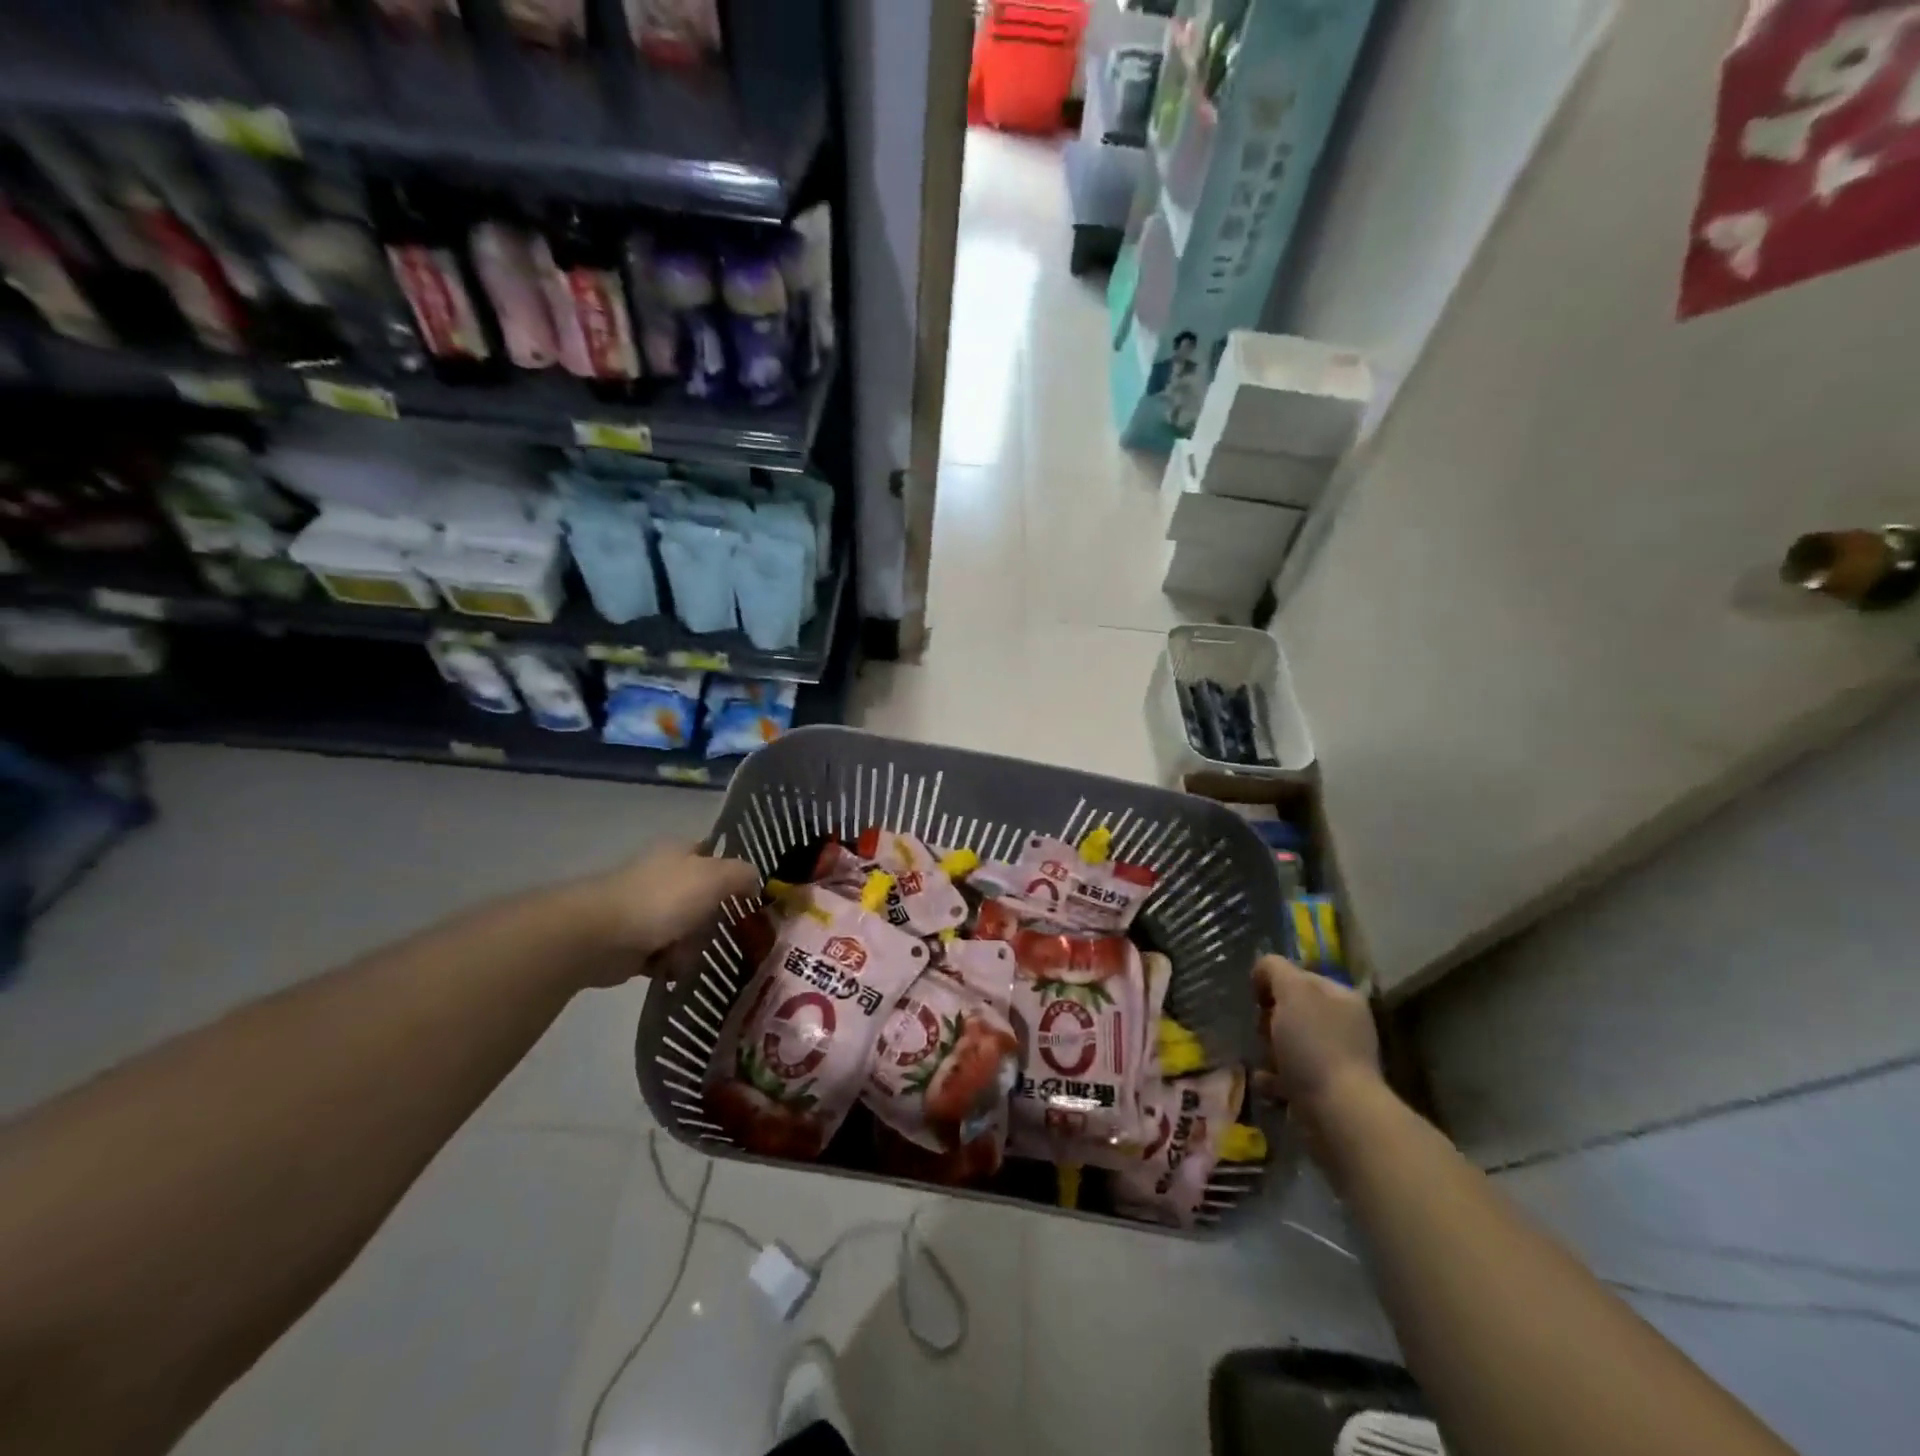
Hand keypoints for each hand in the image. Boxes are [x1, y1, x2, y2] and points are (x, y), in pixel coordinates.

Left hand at [571, 844, 760, 984]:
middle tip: (730, 936)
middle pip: (704, 897)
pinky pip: (664, 954)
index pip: (715, 855)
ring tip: (695, 958)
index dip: (735, 874)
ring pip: (686, 928)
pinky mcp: (632, 941)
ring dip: (693, 946)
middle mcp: (663, 876)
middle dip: (715, 919)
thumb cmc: (662, 899)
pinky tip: (676, 971)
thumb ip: (743, 875)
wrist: (600, 936)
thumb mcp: (715, 877)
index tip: (752, 899)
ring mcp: (645, 909)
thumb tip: (755, 882)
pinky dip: (671, 964)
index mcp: (680, 852)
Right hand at [1252, 955, 1381, 1126]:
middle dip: (1270, 1019)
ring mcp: (1338, 1060)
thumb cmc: (1314, 1044)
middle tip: (1261, 1030)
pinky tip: (1263, 1081)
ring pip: (1291, 1043)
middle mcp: (1344, 1025)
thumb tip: (1262, 970)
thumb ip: (1274, 969)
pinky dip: (1274, 1077)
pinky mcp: (1327, 1090)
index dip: (1274, 982)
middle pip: (1294, 1011)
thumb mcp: (1292, 991)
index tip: (1256, 999)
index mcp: (1341, 998)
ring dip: (1269, 1049)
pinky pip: (1291, 1075)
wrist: (1338, 1113)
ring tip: (1258, 1057)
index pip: (1300, 976)